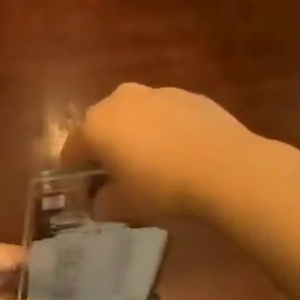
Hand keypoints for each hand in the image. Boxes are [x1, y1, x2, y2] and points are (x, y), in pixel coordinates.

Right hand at [66, 83, 254, 220]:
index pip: (72, 150)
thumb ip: (105, 203)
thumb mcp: (127, 206)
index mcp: (96, 125)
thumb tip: (100, 202)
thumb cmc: (163, 189)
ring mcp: (158, 93)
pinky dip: (167, 131)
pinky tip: (184, 156)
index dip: (75, 174)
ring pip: (137, 116)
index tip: (86, 194)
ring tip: (156, 167)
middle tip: (119, 179)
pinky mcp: (191, 96)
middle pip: (103, 126)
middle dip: (106, 150)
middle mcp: (121, 100)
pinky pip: (167, 115)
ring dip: (138, 137)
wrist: (228, 169)